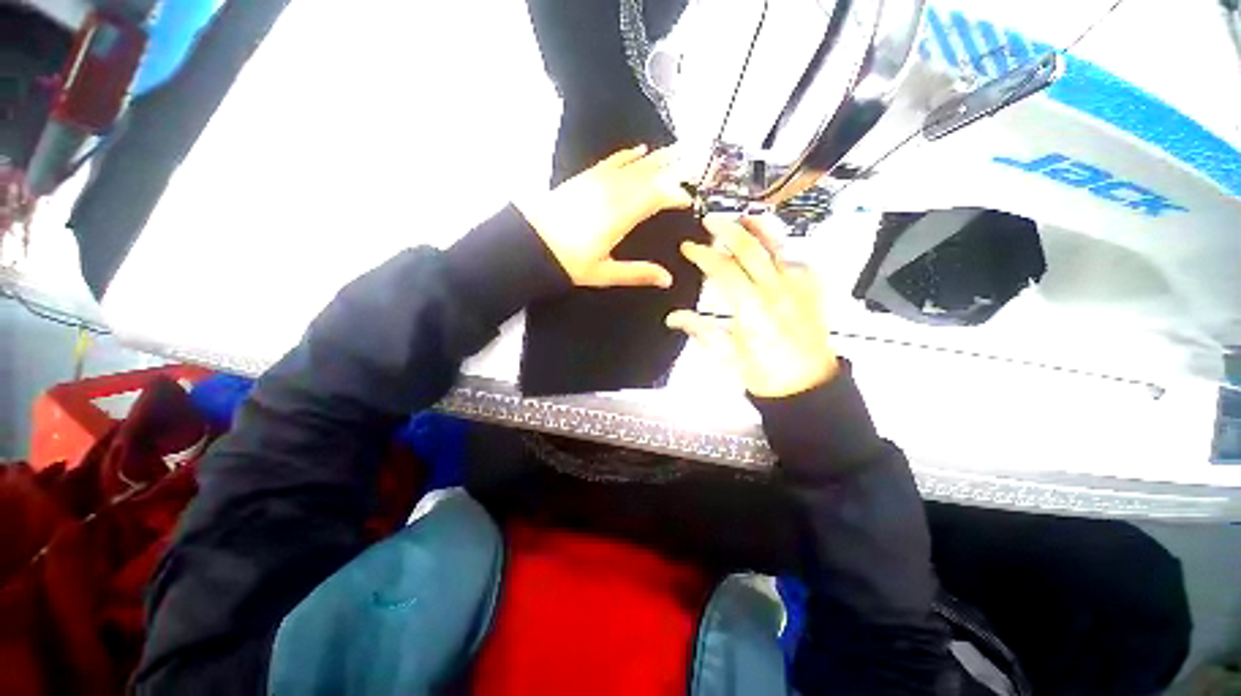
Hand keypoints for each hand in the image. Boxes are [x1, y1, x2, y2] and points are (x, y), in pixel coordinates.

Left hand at [516, 145, 691, 288]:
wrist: (530, 243)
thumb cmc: (568, 262)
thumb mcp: (605, 273)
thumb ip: (637, 273)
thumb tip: (667, 279)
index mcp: (620, 216)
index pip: (656, 197)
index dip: (675, 194)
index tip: (689, 199)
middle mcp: (613, 193)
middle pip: (648, 175)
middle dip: (673, 167)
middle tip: (696, 159)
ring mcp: (598, 182)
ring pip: (634, 165)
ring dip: (657, 158)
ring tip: (678, 149)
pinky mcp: (585, 179)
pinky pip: (611, 161)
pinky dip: (628, 155)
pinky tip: (640, 150)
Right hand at [666, 215, 839, 397]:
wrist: (807, 387)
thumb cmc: (765, 374)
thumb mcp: (727, 355)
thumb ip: (700, 330)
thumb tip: (672, 318)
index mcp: (751, 308)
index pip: (722, 268)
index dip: (702, 254)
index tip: (689, 247)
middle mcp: (776, 290)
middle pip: (749, 247)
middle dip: (726, 230)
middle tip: (710, 222)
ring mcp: (798, 287)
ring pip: (778, 245)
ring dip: (758, 228)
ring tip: (743, 219)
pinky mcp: (812, 290)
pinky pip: (797, 259)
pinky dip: (781, 249)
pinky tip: (772, 249)